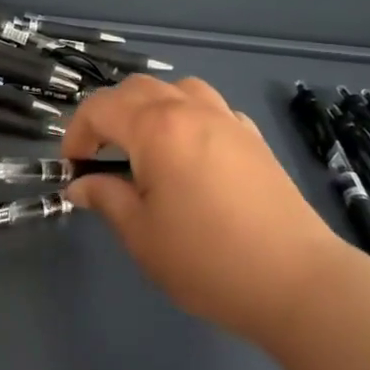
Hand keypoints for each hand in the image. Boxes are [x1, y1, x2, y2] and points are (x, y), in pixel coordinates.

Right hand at [62, 75, 348, 333]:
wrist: (296, 281)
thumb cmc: (206, 259)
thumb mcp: (141, 234)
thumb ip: (106, 198)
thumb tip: (81, 185)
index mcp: (156, 128)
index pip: (100, 108)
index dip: (76, 133)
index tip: (73, 168)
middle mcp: (191, 110)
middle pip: (136, 89)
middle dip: (109, 115)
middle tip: (100, 155)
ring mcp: (227, 120)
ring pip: (177, 90)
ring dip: (150, 107)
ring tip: (145, 146)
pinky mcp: (253, 138)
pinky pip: (210, 108)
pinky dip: (186, 118)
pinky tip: (189, 154)